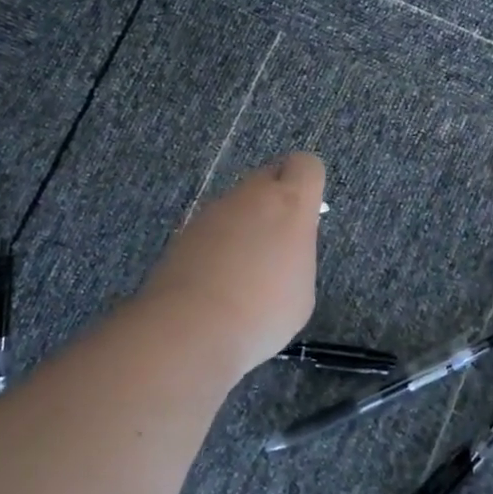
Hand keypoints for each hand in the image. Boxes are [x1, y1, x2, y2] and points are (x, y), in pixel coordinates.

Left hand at [140, 152, 324, 376]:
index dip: (307, 184)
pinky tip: (217, 284)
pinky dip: (218, 247)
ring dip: (244, 226)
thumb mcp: (302, 290)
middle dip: (275, 203)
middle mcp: (250, 196)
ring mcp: (213, 212)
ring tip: (244, 275)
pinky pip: (212, 229)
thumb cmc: (263, 311)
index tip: (306, 214)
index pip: (306, 165)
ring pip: (238, 205)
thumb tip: (282, 250)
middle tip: (277, 245)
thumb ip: (297, 256)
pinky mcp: (185, 232)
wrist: (191, 328)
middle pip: (269, 178)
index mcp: (290, 203)